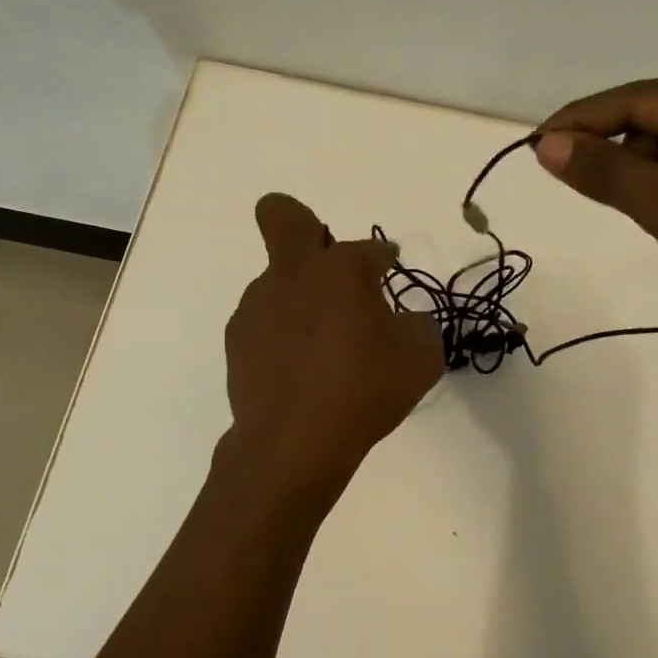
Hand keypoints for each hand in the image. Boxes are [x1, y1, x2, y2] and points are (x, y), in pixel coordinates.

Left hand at [224, 193, 443, 492]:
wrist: (294, 442)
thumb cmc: (364, 391)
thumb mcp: (420, 358)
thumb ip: (418, 327)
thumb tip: (403, 322)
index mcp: (341, 269)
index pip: (371, 248)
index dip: (385, 258)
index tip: (390, 269)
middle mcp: (293, 274)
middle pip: (281, 215)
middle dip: (300, 220)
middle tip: (323, 256)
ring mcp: (258, 305)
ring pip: (276, 279)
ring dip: (299, 296)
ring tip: (322, 345)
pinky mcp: (237, 339)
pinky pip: (264, 321)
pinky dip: (282, 332)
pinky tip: (298, 368)